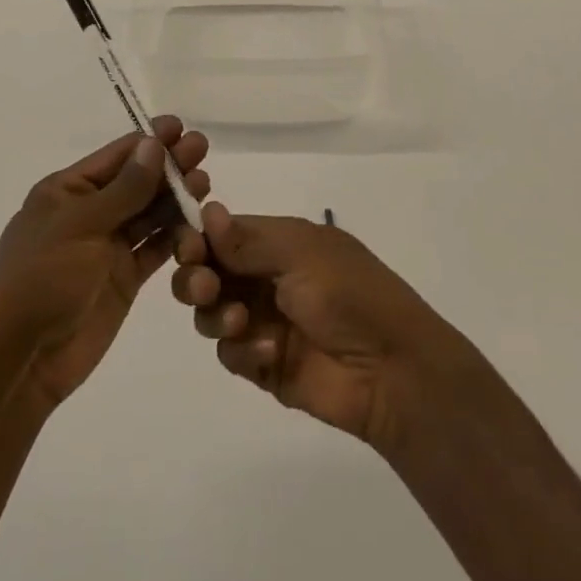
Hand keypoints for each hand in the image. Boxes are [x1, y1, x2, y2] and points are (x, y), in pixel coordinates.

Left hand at [0, 116, 208, 417]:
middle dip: (168, 165)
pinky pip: (153, 248)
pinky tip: (198, 223)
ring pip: (148, 213)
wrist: (18, 361)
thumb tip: (154, 144)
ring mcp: (107, 247)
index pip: (115, 156)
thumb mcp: (80, 226)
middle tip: (202, 149)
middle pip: (136, 181)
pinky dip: (175, 235)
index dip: (149, 140)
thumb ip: (124, 189)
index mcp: (67, 191)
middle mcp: (89, 213)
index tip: (181, 127)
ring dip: (175, 197)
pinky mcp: (123, 279)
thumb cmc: (40, 279)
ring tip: (205, 184)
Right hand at [171, 202, 467, 451]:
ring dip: (215, 314)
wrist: (392, 370)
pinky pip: (230, 353)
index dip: (198, 239)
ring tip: (239, 322)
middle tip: (206, 288)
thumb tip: (208, 210)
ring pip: (210, 313)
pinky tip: (267, 352)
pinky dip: (242, 350)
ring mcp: (263, 321)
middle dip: (196, 278)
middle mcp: (265, 277)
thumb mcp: (301, 254)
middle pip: (207, 272)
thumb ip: (248, 240)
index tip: (188, 249)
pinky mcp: (264, 364)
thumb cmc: (349, 294)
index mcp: (278, 242)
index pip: (222, 233)